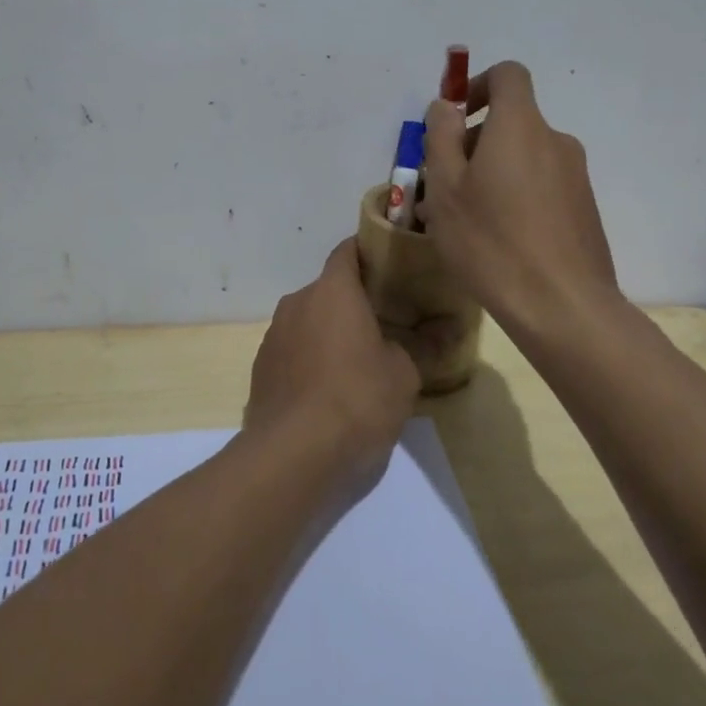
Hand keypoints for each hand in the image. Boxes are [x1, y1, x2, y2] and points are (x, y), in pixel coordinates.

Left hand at [243, 239, 420, 487]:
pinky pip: (292, 350)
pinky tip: (326, 391)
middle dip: (352, 302)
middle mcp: (297, 302)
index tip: (389, 266)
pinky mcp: (260, 368)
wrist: (292, 454)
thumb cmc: (356, 400)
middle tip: (382, 323)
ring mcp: (274, 335)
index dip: (368, 253)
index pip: (347, 251)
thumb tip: (445, 329)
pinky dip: (309, 359)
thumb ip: (420, 345)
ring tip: (355, 362)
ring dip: (328, 332)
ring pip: (308, 321)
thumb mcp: (404, 374)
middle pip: (328, 290)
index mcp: (332, 291)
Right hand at [419, 61, 619, 339]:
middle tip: (442, 187)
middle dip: (474, 143)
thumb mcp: (446, 187)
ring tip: (465, 221)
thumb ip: (441, 137)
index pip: (508, 75)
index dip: (477, 86)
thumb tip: (446, 107)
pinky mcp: (584, 210)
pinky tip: (497, 240)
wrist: (563, 306)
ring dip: (492, 174)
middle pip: (512, 122)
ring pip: (523, 159)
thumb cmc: (491, 240)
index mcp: (521, 125)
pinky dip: (516, 197)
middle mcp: (555, 141)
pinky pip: (541, 187)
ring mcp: (575, 177)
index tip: (454, 121)